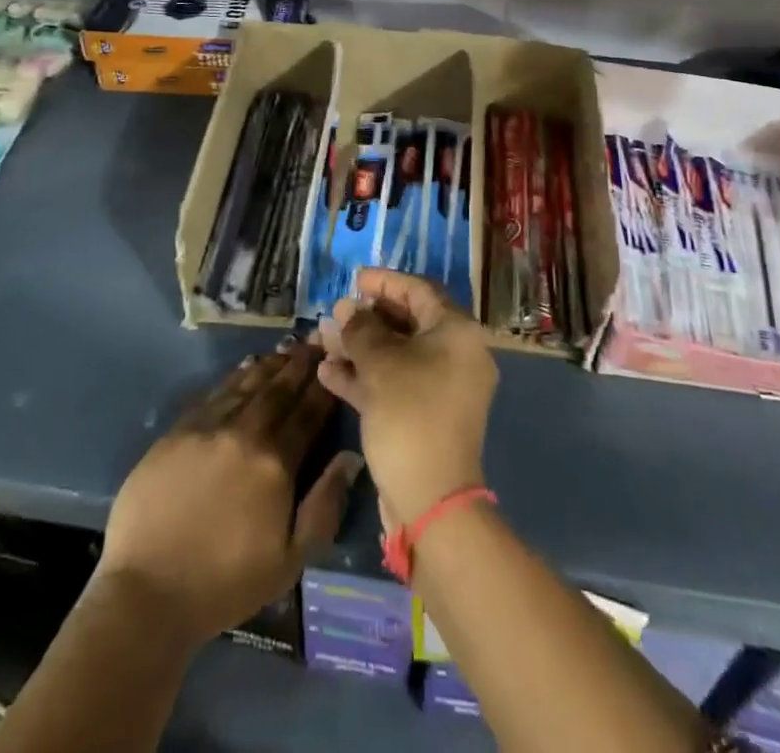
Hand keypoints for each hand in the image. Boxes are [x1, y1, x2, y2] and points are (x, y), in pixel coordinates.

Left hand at [97, 342, 362, 647]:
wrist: (146, 592)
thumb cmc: (224, 583)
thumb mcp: (290, 561)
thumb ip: (324, 506)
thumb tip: (350, 458)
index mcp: (276, 463)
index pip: (308, 413)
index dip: (323, 388)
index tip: (335, 363)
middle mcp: (244, 433)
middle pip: (278, 390)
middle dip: (299, 366)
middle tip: (314, 343)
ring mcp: (207, 428)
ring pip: (246, 385)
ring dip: (269, 366)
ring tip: (284, 351)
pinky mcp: (177, 431)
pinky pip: (214, 393)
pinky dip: (234, 378)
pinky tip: (244, 370)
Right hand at [319, 268, 497, 526]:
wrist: (432, 501)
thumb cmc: (410, 415)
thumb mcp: (381, 365)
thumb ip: (361, 329)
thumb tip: (347, 308)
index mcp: (457, 332)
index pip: (419, 290)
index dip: (385, 282)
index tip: (354, 279)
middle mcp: (455, 354)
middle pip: (407, 322)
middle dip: (366, 318)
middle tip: (334, 314)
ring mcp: (441, 387)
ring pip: (397, 354)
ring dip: (360, 347)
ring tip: (322, 341)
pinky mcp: (425, 415)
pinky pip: (395, 382)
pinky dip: (365, 376)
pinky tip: (328, 373)